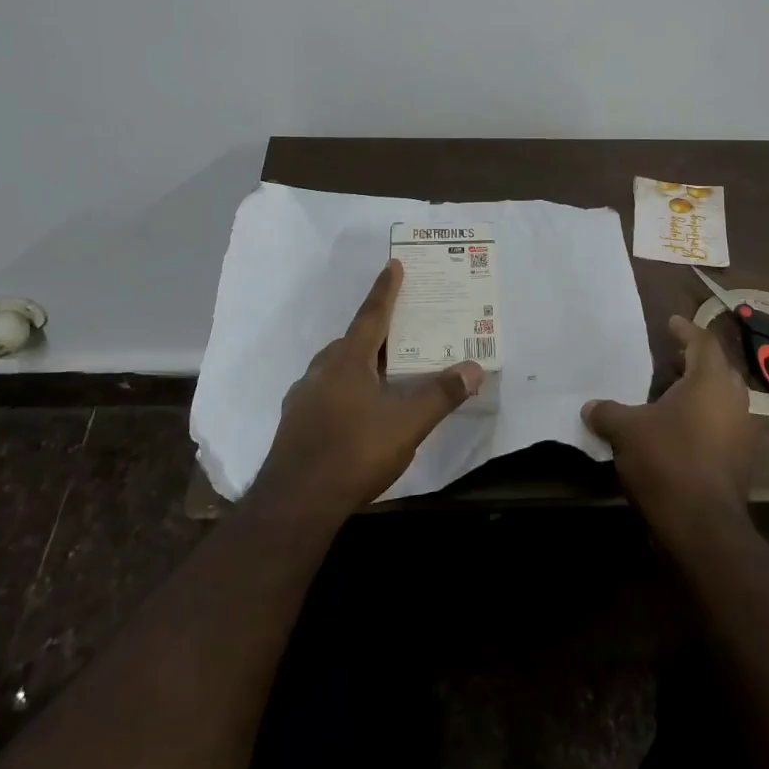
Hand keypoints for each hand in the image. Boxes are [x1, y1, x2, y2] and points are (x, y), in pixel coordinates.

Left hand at [253, 259, 482, 518]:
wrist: (295, 504)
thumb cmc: (355, 451)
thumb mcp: (408, 424)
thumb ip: (441, 394)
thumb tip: (474, 367)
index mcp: (348, 359)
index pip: (372, 315)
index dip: (386, 290)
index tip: (393, 264)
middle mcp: (321, 370)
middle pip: (352, 341)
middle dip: (376, 333)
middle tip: (401, 332)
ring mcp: (303, 397)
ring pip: (336, 369)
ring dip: (360, 364)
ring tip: (383, 375)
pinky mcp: (294, 424)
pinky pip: (325, 393)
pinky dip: (344, 392)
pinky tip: (355, 414)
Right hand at [582, 315, 752, 525]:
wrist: (703, 525)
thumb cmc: (667, 461)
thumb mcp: (627, 431)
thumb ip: (609, 413)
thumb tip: (590, 406)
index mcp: (710, 381)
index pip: (703, 342)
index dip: (686, 330)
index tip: (671, 322)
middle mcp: (734, 399)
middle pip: (719, 369)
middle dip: (696, 362)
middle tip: (671, 359)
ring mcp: (743, 431)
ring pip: (724, 399)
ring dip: (701, 393)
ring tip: (672, 395)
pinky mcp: (742, 460)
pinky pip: (724, 425)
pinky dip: (705, 419)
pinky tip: (681, 430)